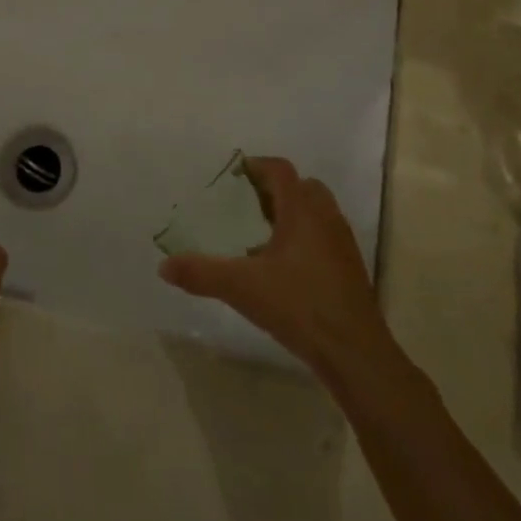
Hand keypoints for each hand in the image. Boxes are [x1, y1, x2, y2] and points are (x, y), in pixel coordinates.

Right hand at [159, 157, 394, 378]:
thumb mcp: (242, 288)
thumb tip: (164, 266)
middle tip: (247, 206)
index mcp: (302, 210)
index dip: (256, 166)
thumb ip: (201, 273)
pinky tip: (285, 269)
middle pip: (302, 186)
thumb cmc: (300, 306)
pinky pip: (325, 238)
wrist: (356, 354)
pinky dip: (305, 239)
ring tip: (263, 236)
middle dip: (275, 190)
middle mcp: (326, 218)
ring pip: (317, 212)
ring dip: (292, 214)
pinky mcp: (351, 270)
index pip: (280, 170)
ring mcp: (342, 244)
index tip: (233, 177)